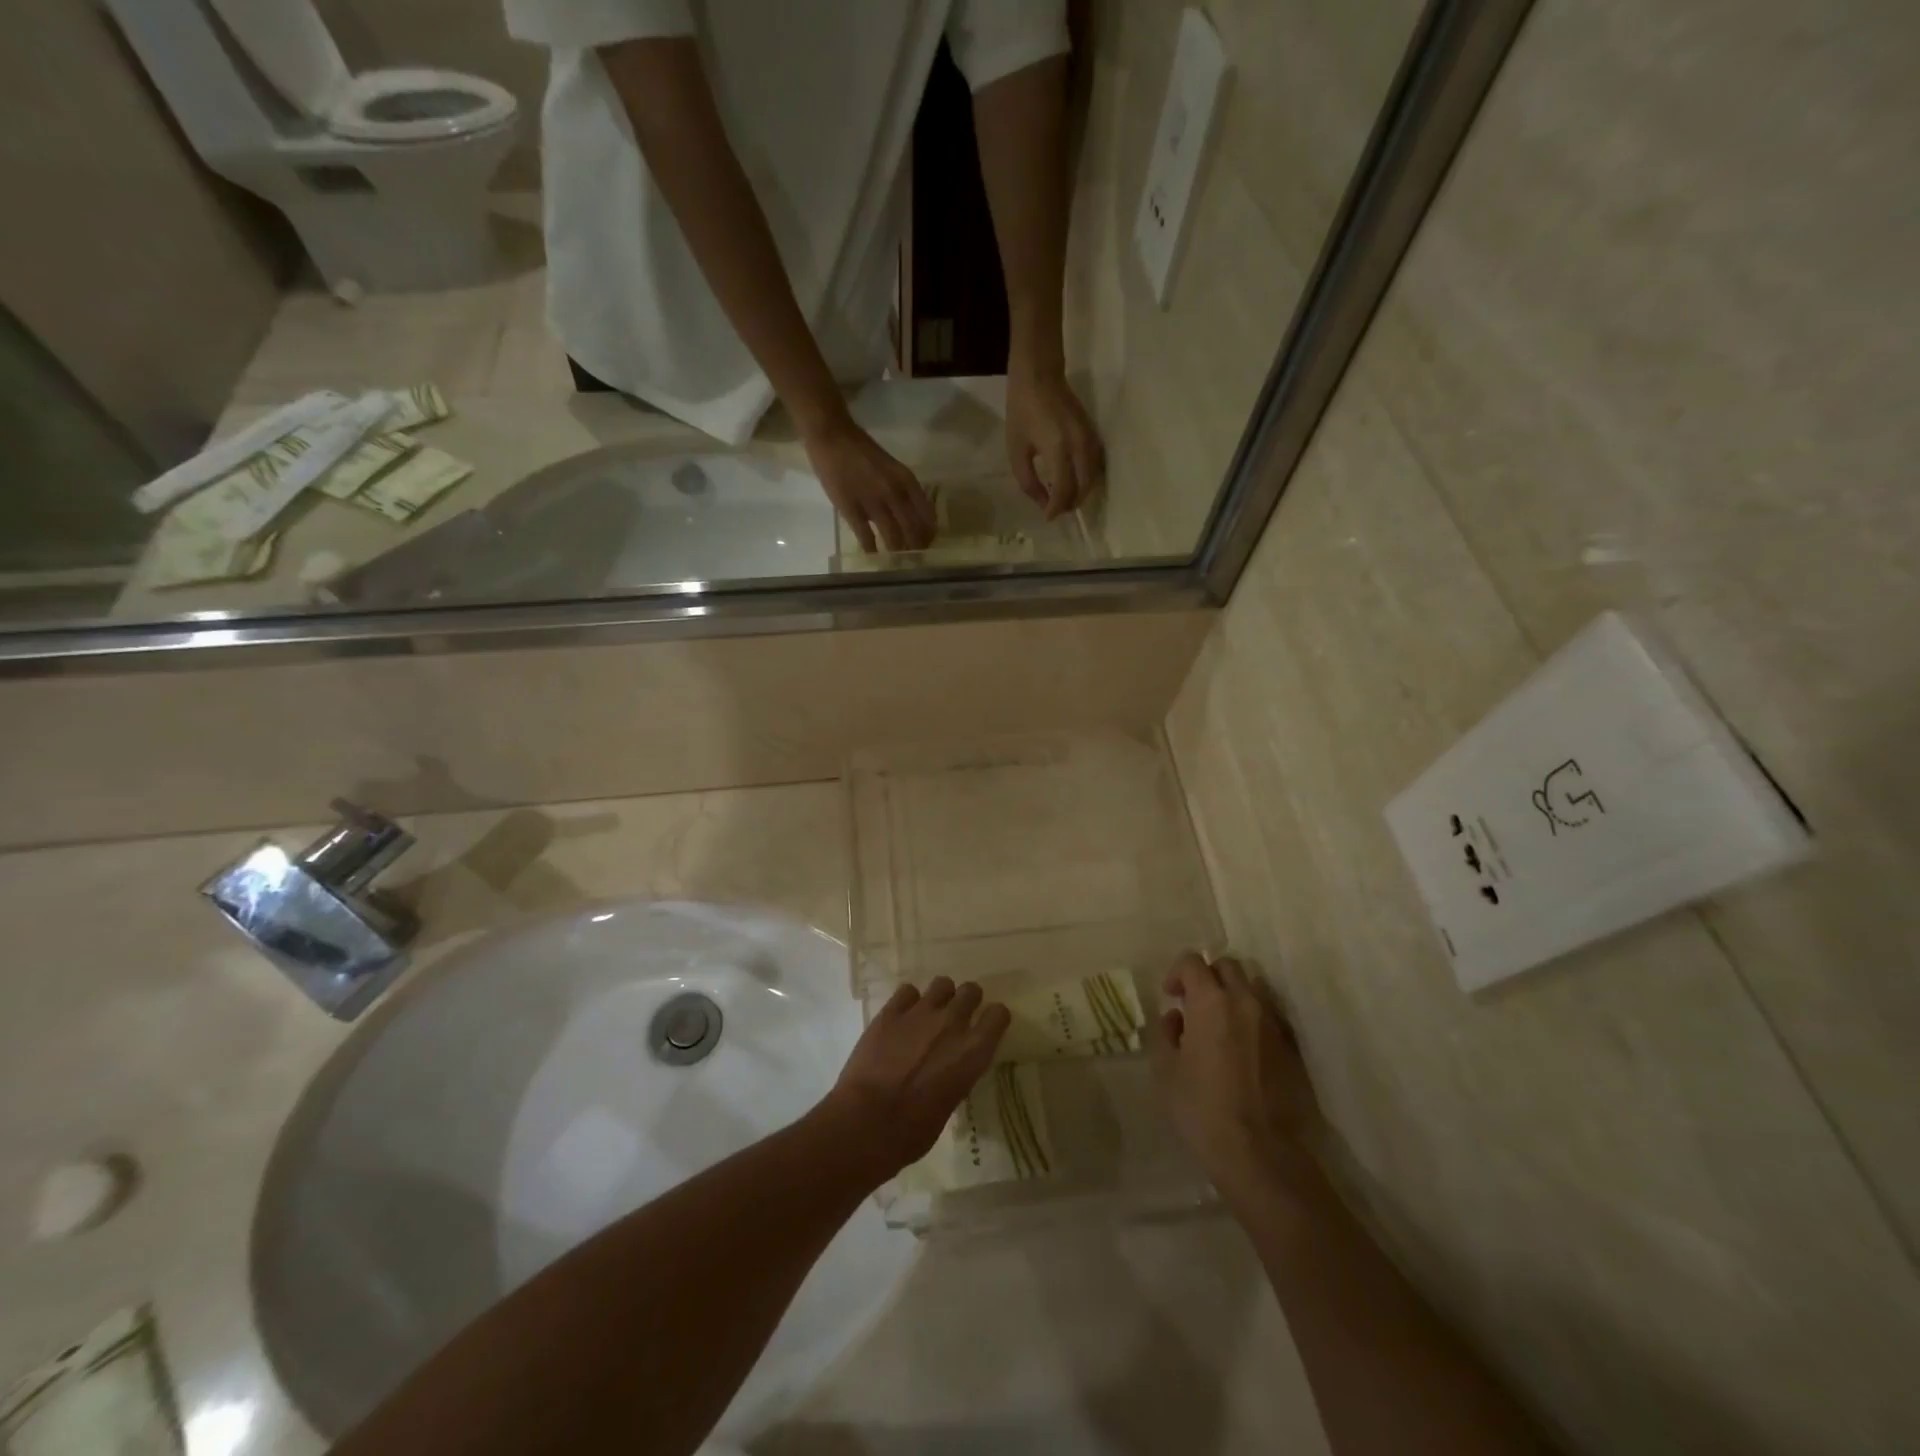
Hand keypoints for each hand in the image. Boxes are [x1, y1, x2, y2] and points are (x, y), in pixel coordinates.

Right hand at [802, 416, 936, 553]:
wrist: (833, 437)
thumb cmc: (862, 450)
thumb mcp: (892, 467)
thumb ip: (902, 489)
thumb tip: (911, 515)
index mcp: (906, 481)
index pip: (927, 514)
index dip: (929, 533)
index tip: (929, 543)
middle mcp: (894, 493)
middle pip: (913, 530)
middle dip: (915, 547)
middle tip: (915, 558)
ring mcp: (873, 503)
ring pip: (893, 537)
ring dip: (897, 552)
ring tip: (898, 561)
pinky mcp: (852, 510)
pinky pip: (866, 537)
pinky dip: (872, 549)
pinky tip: (874, 556)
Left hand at [820, 977, 1011, 1182]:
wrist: (868, 1122)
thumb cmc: (914, 1130)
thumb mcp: (951, 1102)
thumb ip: (957, 1074)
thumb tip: (950, 1068)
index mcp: (974, 1051)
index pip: (999, 1015)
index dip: (993, 1019)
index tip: (986, 1027)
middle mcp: (953, 1023)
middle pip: (971, 990)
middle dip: (967, 1001)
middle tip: (956, 1018)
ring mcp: (921, 1012)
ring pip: (942, 983)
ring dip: (940, 997)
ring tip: (928, 1014)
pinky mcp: (891, 1011)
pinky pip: (907, 991)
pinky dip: (907, 1002)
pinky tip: (901, 1018)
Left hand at [1005, 366, 1104, 519]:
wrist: (1039, 375)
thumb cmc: (1022, 411)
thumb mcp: (1016, 450)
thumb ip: (1028, 481)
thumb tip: (1042, 502)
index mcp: (1058, 450)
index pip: (1065, 491)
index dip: (1056, 508)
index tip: (1047, 517)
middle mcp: (1080, 447)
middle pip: (1083, 488)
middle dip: (1070, 503)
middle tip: (1055, 510)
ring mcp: (1090, 439)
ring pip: (1093, 478)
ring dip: (1080, 493)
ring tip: (1062, 498)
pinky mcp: (1093, 433)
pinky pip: (1096, 465)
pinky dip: (1086, 479)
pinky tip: (1072, 481)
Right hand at [1150, 953, 1321, 1198]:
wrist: (1260, 1154)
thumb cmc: (1202, 1109)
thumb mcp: (1166, 1071)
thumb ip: (1165, 1034)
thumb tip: (1175, 1018)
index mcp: (1211, 1001)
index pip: (1192, 962)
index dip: (1176, 974)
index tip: (1171, 997)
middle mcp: (1245, 1002)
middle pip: (1227, 966)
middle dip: (1207, 977)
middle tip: (1194, 1006)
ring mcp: (1273, 1024)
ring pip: (1253, 987)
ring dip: (1233, 995)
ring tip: (1220, 1025)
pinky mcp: (1291, 1048)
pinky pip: (1269, 1016)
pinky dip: (1253, 1019)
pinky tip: (1242, 1049)